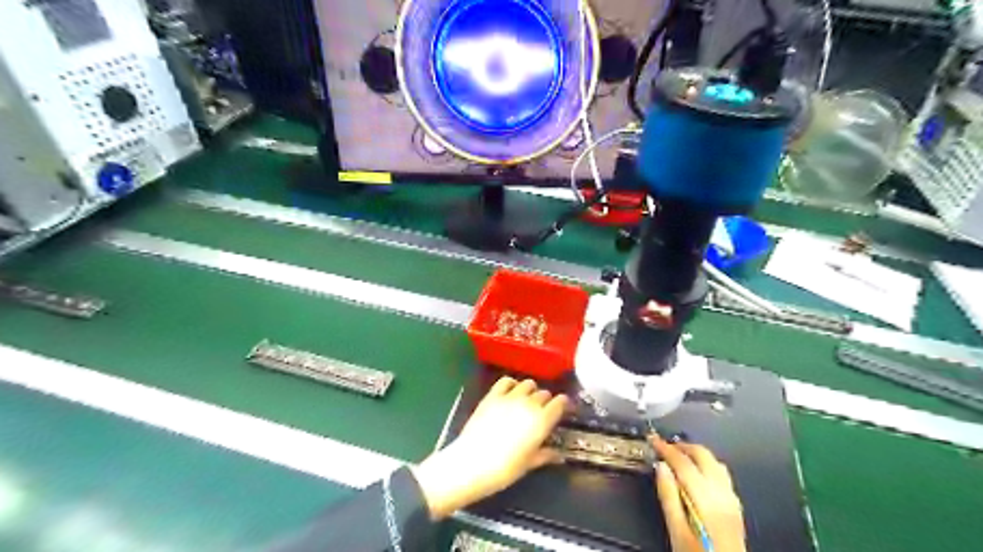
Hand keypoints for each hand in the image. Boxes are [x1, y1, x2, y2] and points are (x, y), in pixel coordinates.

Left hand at [412, 377, 568, 518]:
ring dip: (531, 391)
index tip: (563, 409)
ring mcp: (510, 397)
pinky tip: (511, 392)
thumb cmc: (505, 469)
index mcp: (542, 420)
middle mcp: (529, 404)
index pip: (560, 402)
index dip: (564, 404)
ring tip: (527, 401)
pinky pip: (506, 380)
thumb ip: (545, 455)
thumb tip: (557, 454)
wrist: (472, 463)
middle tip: (542, 412)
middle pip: (544, 393)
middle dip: (546, 401)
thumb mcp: (529, 464)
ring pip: (528, 383)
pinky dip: (512, 384)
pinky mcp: (493, 395)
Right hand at [650, 436, 744, 551]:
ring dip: (696, 453)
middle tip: (664, 445)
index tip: (653, 439)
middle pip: (703, 455)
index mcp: (705, 499)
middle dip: (682, 446)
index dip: (666, 448)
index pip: (683, 462)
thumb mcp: (676, 529)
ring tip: (678, 455)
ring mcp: (732, 498)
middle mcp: (722, 493)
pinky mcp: (736, 505)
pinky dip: (706, 464)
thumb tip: (661, 467)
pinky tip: (697, 471)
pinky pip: (721, 473)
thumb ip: (668, 495)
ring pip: (715, 461)